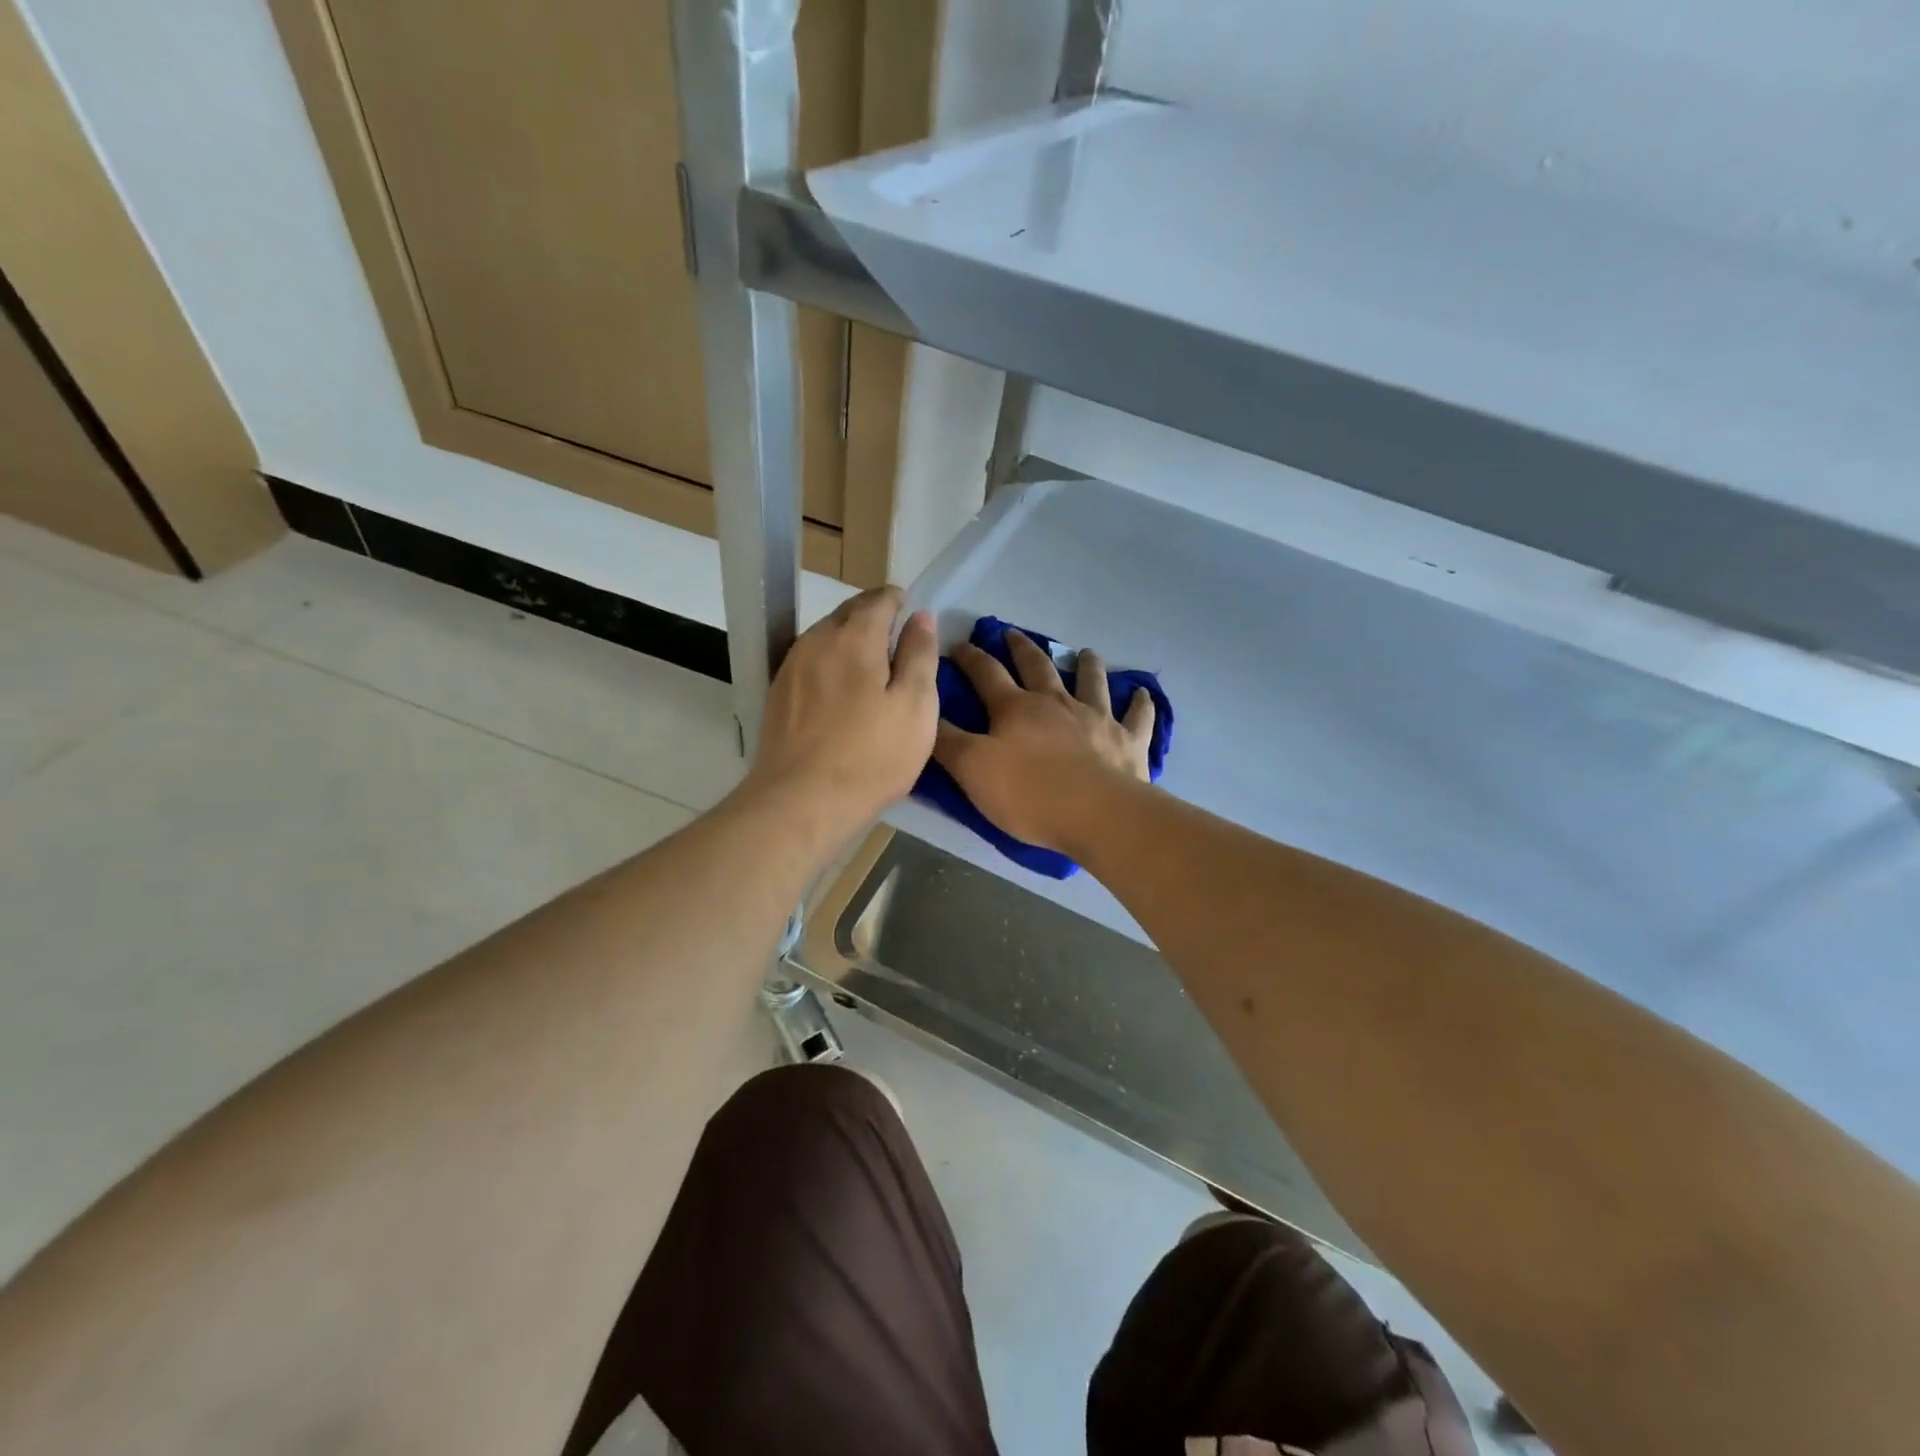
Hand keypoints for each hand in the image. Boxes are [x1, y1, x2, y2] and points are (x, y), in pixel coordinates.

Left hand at [742, 587, 938, 845]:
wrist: (800, 801)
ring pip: (826, 637)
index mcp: (855, 636)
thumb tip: (921, 616)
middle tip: (896, 642)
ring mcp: (791, 666)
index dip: (899, 601)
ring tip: (871, 668)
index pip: (879, 599)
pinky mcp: (778, 694)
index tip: (912, 615)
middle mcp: (816, 640)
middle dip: (873, 617)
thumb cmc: (871, 755)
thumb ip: (920, 655)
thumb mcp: (916, 706)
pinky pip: (810, 663)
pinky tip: (840, 692)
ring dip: (849, 641)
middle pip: (848, 613)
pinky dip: (829, 665)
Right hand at [933, 630, 1154, 855]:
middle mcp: (1056, 703)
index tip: (957, 644)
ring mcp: (1097, 718)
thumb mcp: (972, 770)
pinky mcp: (1128, 741)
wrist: (1096, 814)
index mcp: (1016, 708)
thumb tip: (926, 710)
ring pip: (1091, 681)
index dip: (969, 656)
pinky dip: (1140, 703)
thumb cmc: (1029, 794)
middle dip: (1021, 648)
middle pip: (1037, 667)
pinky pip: (1137, 716)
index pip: (986, 673)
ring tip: (1085, 652)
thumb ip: (946, 741)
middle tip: (1013, 634)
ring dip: (1086, 665)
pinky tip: (1143, 693)